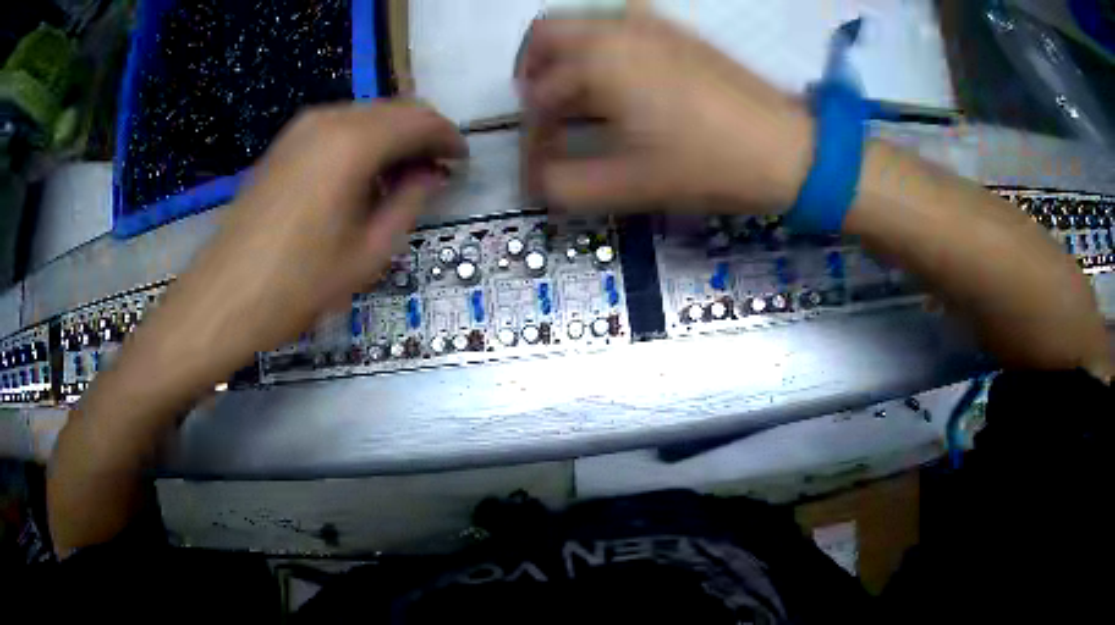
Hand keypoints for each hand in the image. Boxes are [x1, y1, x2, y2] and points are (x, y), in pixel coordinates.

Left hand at [139, 102, 465, 384]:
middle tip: (435, 173)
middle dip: (423, 136)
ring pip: (367, 115)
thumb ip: (410, 200)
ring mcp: (301, 128)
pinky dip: (362, 143)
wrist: (224, 298)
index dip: (449, 140)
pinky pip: (338, 127)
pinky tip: (362, 178)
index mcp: (355, 142)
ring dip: (392, 139)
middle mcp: (329, 119)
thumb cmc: (298, 285)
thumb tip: (432, 173)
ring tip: (400, 180)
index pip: (422, 121)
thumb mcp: (369, 252)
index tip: (461, 165)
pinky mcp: (284, 143)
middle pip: (395, 110)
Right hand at [517, 14, 812, 213]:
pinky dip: (600, 47)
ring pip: (582, 24)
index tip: (540, 171)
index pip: (539, 99)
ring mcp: (649, 22)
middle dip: (532, 73)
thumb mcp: (628, 185)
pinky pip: (618, 24)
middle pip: (545, 35)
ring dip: (564, 56)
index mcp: (596, 60)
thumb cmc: (706, 164)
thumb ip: (566, 186)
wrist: (786, 147)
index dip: (532, 140)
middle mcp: (615, 27)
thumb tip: (538, 181)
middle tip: (541, 111)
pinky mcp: (676, 29)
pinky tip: (617, 81)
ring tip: (574, 96)